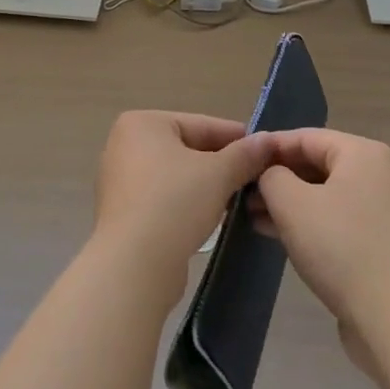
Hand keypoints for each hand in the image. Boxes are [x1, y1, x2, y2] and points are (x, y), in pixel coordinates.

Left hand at [92, 110, 268, 297]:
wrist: (134, 264)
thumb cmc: (174, 203)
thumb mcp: (218, 174)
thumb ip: (245, 154)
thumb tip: (268, 140)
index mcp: (142, 124)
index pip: (201, 124)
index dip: (237, 138)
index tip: (266, 151)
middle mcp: (125, 145)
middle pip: (188, 148)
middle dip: (223, 164)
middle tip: (258, 177)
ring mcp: (121, 180)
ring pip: (178, 175)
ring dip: (207, 185)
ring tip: (241, 198)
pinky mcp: (124, 212)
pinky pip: (164, 198)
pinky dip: (188, 203)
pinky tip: (213, 217)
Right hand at [252, 128, 389, 376]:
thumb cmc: (340, 248)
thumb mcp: (292, 204)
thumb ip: (271, 176)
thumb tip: (269, 174)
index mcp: (361, 153)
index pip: (305, 136)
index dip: (268, 147)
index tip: (238, 160)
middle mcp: (375, 173)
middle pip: (315, 163)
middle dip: (276, 177)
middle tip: (239, 191)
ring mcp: (379, 209)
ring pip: (322, 193)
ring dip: (286, 202)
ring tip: (249, 215)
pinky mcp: (376, 241)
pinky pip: (333, 218)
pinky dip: (305, 221)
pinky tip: (274, 233)